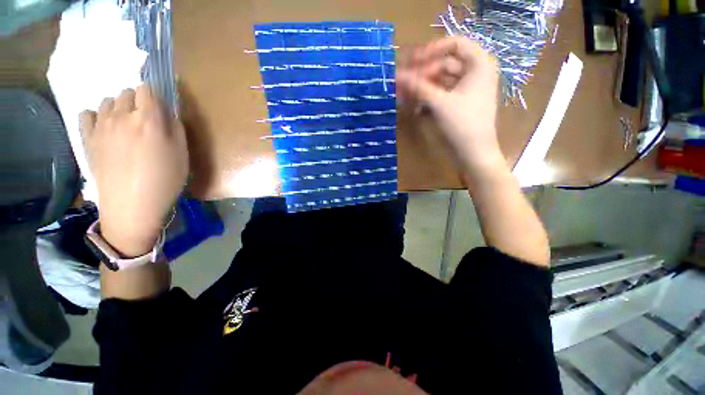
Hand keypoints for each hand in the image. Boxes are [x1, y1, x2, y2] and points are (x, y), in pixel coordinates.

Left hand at [80, 85, 187, 257]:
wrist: (132, 204)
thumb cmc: (165, 179)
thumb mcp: (182, 154)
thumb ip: (176, 128)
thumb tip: (167, 114)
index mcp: (148, 119)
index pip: (147, 89)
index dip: (155, 95)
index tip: (159, 107)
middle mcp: (122, 115)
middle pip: (126, 92)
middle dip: (137, 101)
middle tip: (145, 120)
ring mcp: (101, 125)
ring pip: (108, 101)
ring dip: (118, 107)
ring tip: (126, 126)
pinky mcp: (87, 138)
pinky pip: (87, 114)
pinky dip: (96, 116)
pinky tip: (104, 128)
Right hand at [396, 37, 503, 175]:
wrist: (473, 153)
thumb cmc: (462, 124)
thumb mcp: (439, 103)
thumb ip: (417, 87)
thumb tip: (396, 75)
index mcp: (478, 64)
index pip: (454, 44)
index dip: (432, 50)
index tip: (412, 61)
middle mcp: (473, 73)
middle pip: (443, 65)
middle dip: (421, 74)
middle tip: (401, 82)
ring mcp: (464, 90)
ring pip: (439, 82)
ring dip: (421, 89)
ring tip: (403, 97)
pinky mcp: (457, 105)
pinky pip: (439, 96)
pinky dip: (426, 101)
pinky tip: (414, 110)